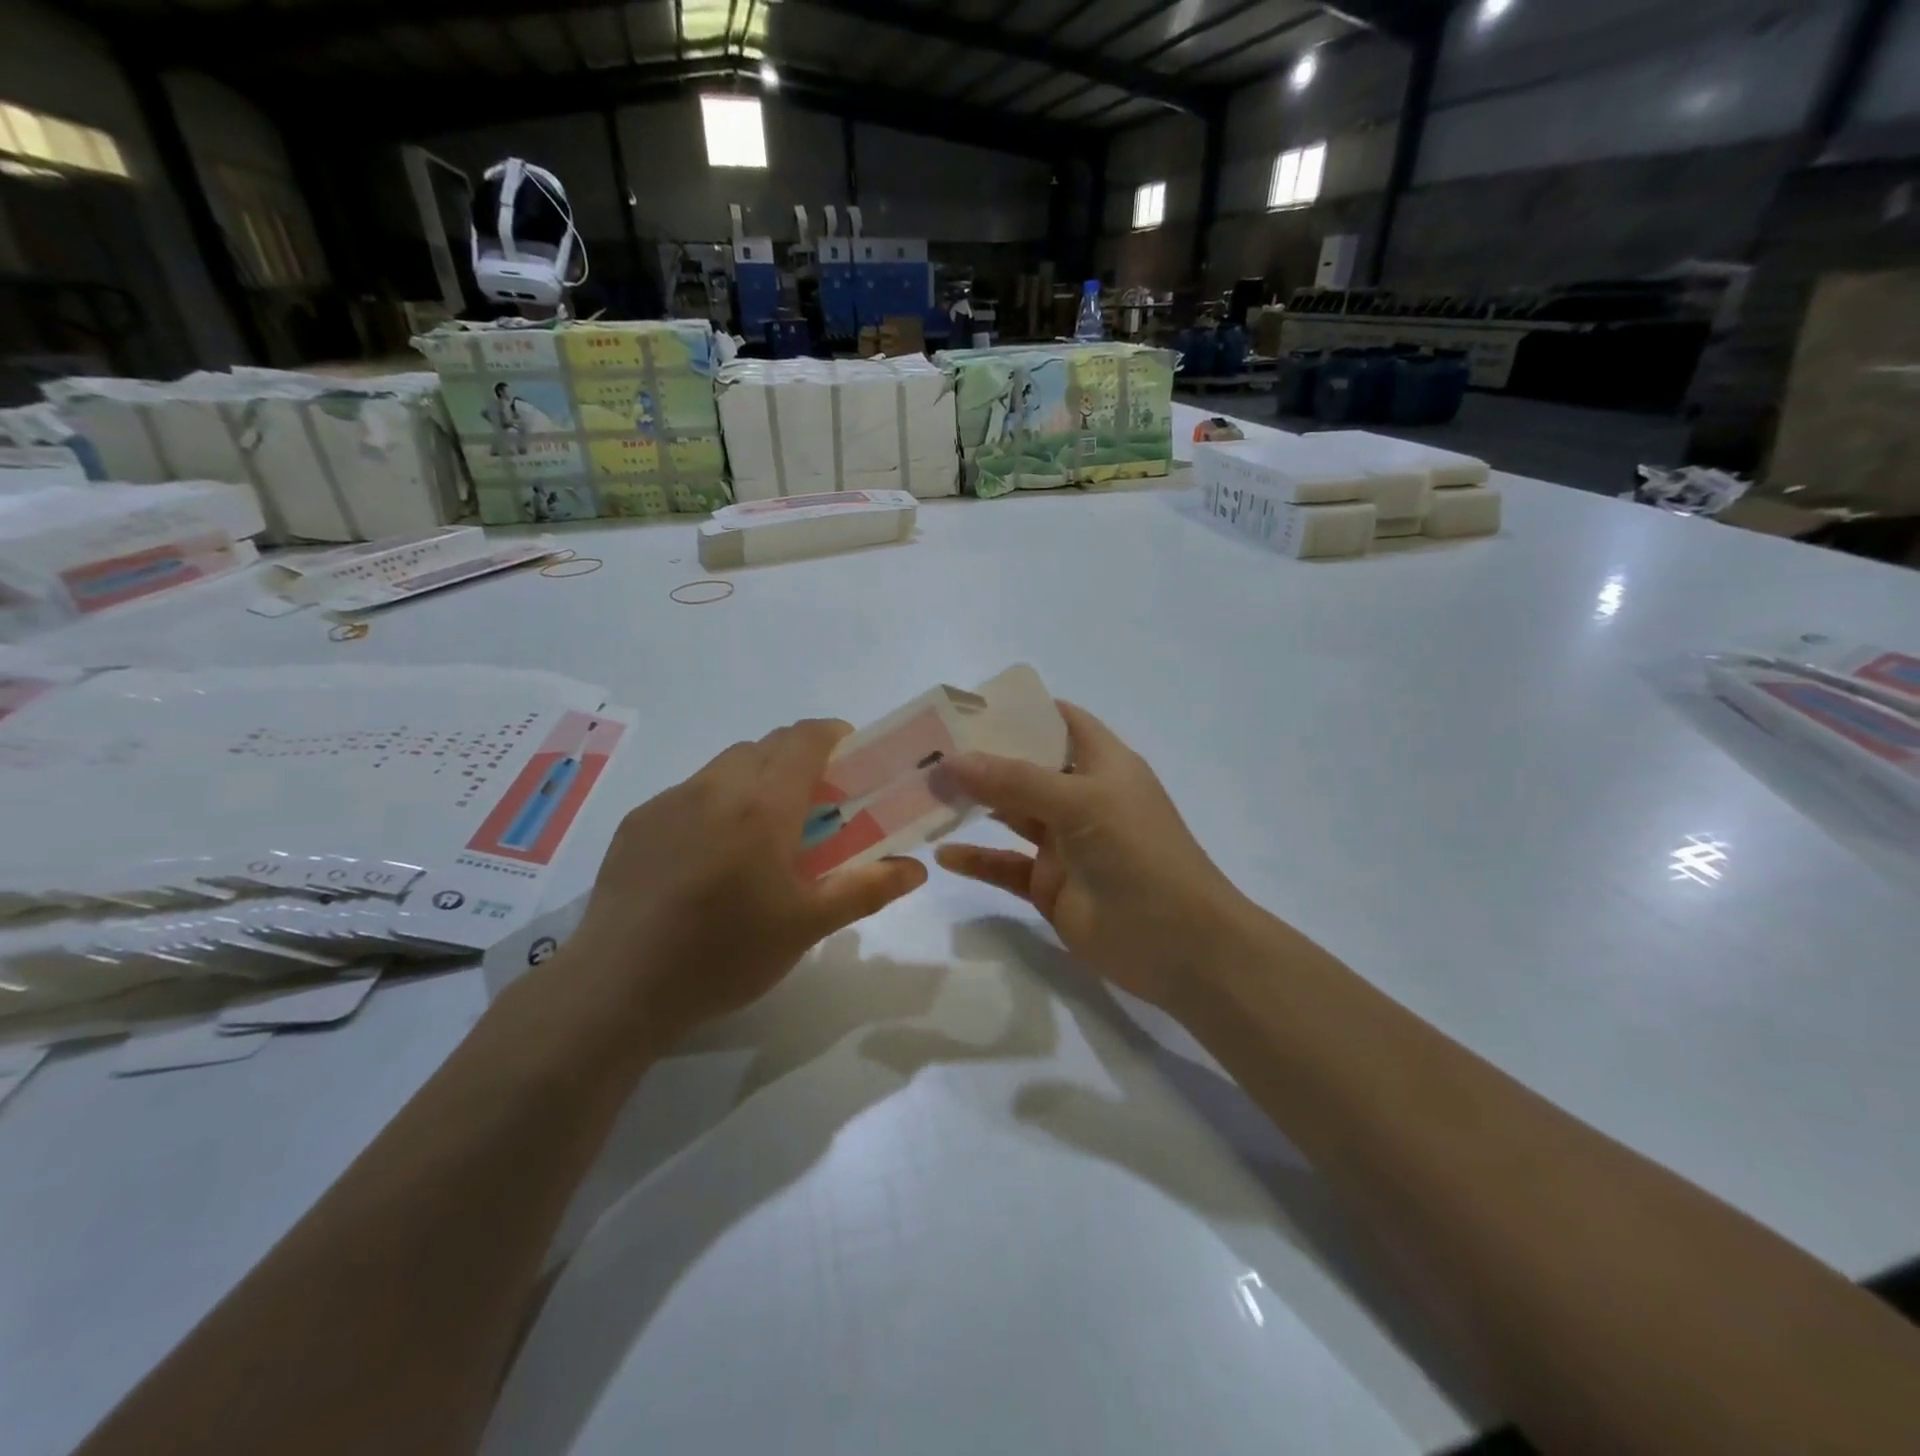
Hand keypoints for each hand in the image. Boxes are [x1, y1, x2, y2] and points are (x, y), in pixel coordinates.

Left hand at [554, 719, 927, 1044]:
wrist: (618, 987)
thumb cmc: (725, 954)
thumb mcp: (807, 926)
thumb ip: (867, 889)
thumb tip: (917, 869)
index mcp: (763, 804)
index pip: (805, 737)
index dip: (834, 736)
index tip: (852, 761)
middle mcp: (715, 787)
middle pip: (767, 746)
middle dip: (798, 761)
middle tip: (814, 809)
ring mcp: (669, 801)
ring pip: (726, 767)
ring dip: (755, 781)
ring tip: (760, 836)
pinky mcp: (637, 823)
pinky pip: (689, 793)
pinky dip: (715, 804)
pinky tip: (708, 858)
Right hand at [934, 703, 1256, 1011]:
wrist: (1179, 946)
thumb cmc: (1140, 855)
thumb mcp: (1082, 804)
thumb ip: (1016, 781)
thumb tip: (953, 760)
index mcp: (1103, 764)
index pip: (1060, 722)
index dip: (1021, 710)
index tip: (969, 706)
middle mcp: (1082, 797)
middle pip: (1026, 767)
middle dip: (983, 757)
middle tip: (930, 751)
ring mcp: (1065, 843)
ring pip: (1011, 814)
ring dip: (974, 804)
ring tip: (925, 793)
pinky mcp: (1050, 885)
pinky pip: (1006, 866)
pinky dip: (977, 860)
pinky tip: (943, 855)